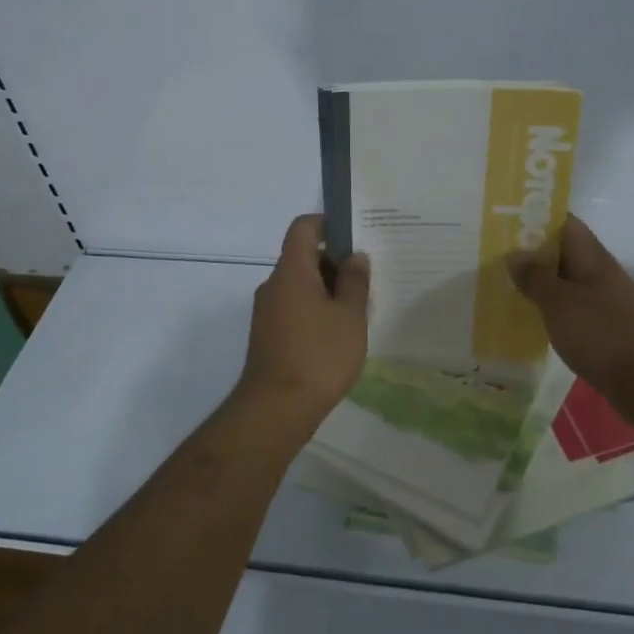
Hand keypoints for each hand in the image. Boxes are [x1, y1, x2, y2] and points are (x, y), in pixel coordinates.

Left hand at [237, 214, 369, 422]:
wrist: (276, 409)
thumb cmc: (319, 355)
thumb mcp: (350, 316)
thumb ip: (354, 282)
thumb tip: (355, 256)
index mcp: (292, 271)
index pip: (303, 228)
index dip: (327, 223)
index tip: (354, 235)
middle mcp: (273, 285)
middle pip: (302, 257)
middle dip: (334, 262)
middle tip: (366, 279)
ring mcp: (267, 312)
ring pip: (300, 286)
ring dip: (327, 290)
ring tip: (358, 310)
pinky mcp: (268, 335)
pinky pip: (294, 308)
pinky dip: (315, 310)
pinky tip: (338, 334)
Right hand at [509, 215, 633, 405]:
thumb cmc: (602, 333)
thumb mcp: (559, 302)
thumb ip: (535, 276)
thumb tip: (515, 254)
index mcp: (590, 256)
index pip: (562, 222)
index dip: (534, 216)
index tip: (502, 219)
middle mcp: (597, 273)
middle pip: (560, 252)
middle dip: (528, 251)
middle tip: (489, 254)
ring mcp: (601, 301)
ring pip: (562, 282)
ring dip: (536, 283)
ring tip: (499, 284)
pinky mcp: (600, 328)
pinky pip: (568, 309)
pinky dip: (548, 309)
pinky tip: (525, 318)